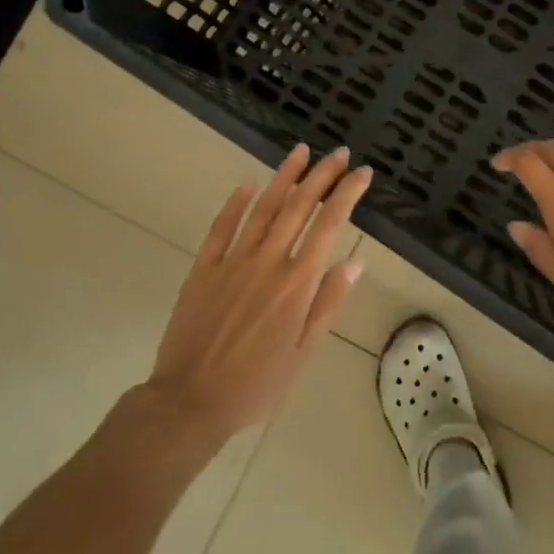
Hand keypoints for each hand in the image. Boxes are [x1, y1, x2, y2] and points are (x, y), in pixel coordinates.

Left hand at [145, 145, 369, 447]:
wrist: (190, 402)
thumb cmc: (257, 385)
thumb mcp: (303, 353)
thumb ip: (328, 304)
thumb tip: (355, 263)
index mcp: (297, 283)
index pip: (329, 225)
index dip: (347, 194)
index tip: (362, 173)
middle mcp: (268, 261)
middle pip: (299, 206)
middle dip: (322, 175)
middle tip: (339, 153)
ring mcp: (233, 261)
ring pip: (263, 208)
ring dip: (284, 176)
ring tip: (300, 151)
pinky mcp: (204, 268)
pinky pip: (222, 227)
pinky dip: (236, 203)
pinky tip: (248, 185)